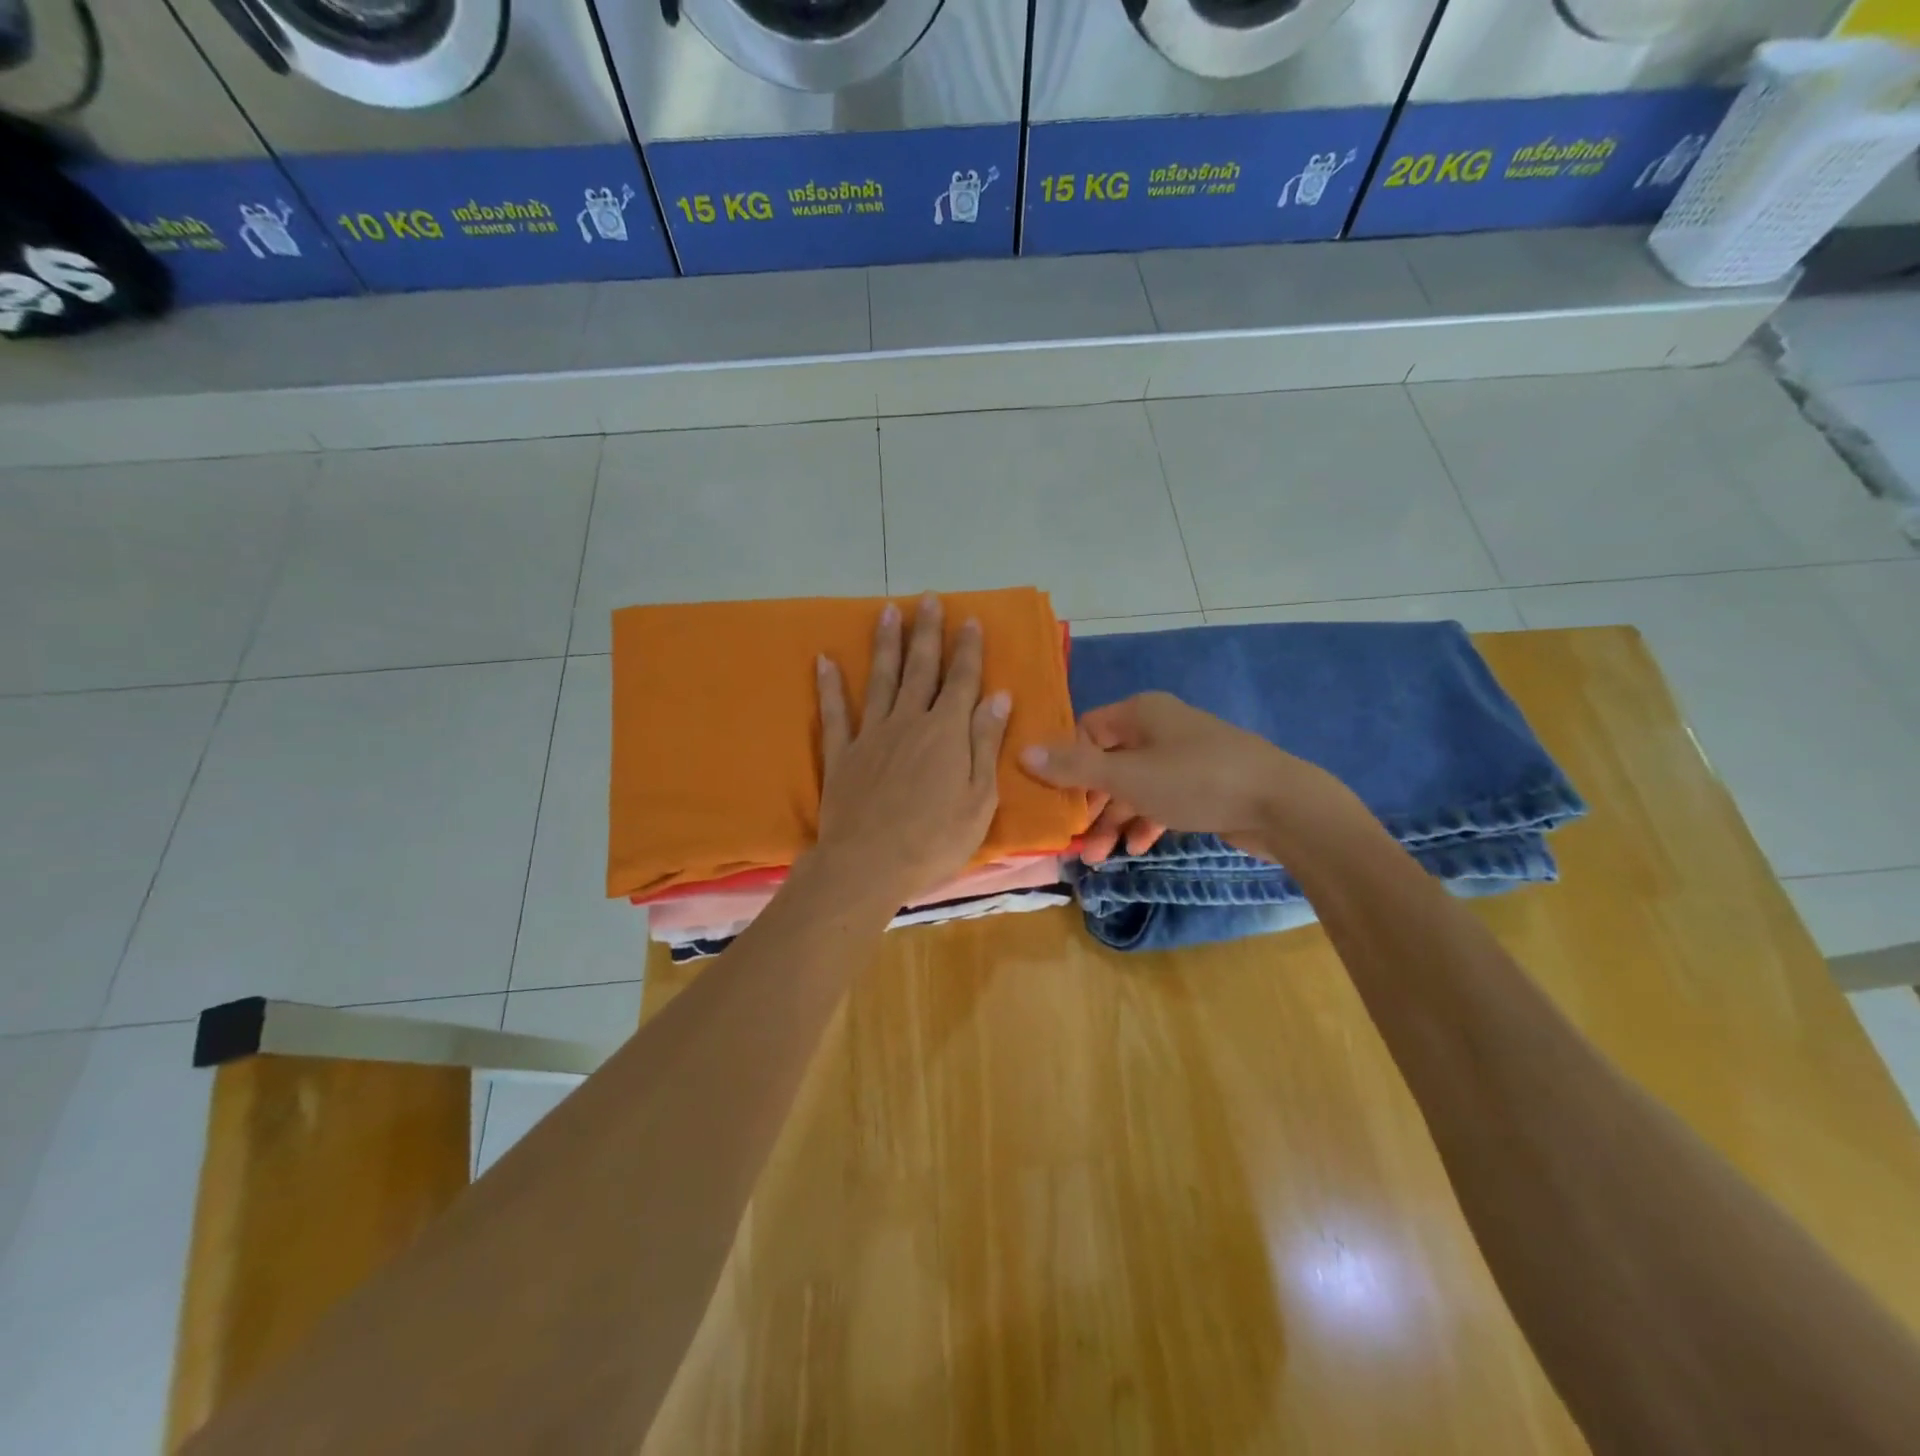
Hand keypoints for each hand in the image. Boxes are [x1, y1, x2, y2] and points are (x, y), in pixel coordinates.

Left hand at [812, 593, 1011, 906]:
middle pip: (920, 669)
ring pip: (880, 679)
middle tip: (928, 599)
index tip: (969, 619)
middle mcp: (908, 722)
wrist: (868, 865)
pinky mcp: (841, 754)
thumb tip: (999, 696)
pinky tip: (824, 659)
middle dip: (927, 632)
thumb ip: (985, 743)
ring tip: (887, 611)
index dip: (967, 649)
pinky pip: (835, 713)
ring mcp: (871, 735)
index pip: (961, 681)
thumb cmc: (935, 840)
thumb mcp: (979, 798)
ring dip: (885, 644)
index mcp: (946, 732)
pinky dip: (829, 686)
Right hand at [1019, 692, 1347, 863]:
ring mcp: (1182, 757)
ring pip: (1134, 787)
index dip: (1067, 765)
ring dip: (1114, 820)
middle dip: (1090, 803)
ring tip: (1097, 857)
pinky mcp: (1202, 785)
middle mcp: (1159, 729)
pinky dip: (1145, 821)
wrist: (1281, 804)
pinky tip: (1137, 847)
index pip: (1086, 731)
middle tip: (1074, 839)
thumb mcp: (1128, 776)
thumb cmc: (1196, 781)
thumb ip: (1075, 767)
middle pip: (1108, 763)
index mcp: (1140, 713)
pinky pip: (1160, 800)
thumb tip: (1022, 751)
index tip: (1054, 801)